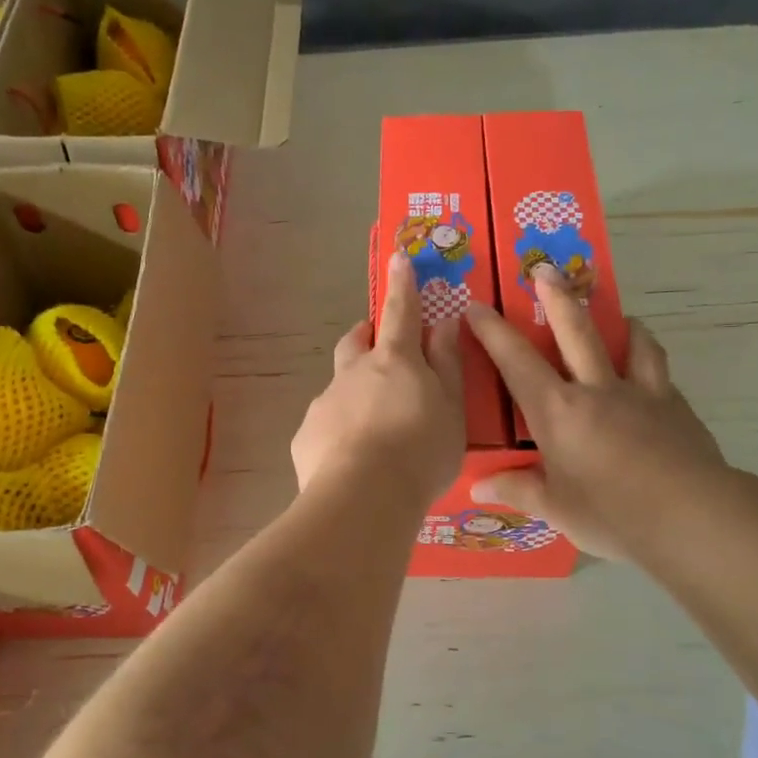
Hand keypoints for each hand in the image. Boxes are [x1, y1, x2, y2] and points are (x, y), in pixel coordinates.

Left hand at [292, 252, 464, 508]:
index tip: (398, 258)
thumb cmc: (420, 451)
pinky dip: (339, 433)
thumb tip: (444, 323)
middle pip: (355, 342)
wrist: (363, 498)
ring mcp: (324, 403)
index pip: (401, 313)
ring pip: (340, 387)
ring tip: (374, 430)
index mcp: (394, 361)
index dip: (402, 285)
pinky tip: (352, 461)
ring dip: (355, 394)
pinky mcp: (306, 436)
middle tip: (379, 346)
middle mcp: (353, 373)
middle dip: (366, 336)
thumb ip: (447, 365)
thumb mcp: (451, 409)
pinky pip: (325, 426)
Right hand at [464, 266, 729, 562]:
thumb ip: (518, 490)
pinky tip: (651, 374)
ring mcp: (641, 393)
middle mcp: (597, 390)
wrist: (691, 516)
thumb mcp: (556, 509)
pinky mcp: (676, 407)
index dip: (493, 332)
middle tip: (545, 269)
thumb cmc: (611, 514)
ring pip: (631, 342)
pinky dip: (649, 361)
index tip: (476, 306)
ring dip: (620, 321)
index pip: (517, 362)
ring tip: (620, 315)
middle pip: (576, 332)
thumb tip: (480, 488)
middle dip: (556, 297)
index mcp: (558, 412)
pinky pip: (659, 372)